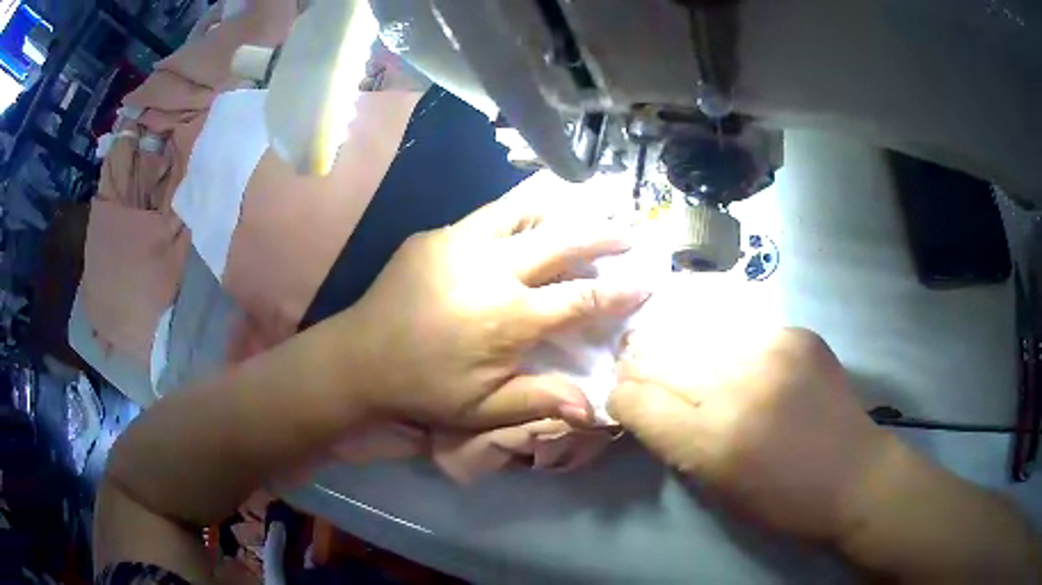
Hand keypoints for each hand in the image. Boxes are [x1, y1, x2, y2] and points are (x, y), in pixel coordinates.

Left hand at [340, 193, 650, 429]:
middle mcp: (493, 269)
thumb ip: (539, 401)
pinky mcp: (437, 234)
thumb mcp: (482, 408)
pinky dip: (517, 210)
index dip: (620, 289)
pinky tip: (528, 211)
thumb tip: (593, 407)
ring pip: (524, 211)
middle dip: (603, 233)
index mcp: (510, 316)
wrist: (359, 357)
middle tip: (631, 227)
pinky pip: (487, 215)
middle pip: (562, 241)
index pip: (582, 297)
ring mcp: (461, 243)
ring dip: (561, 206)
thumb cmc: (423, 387)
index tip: (649, 279)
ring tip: (587, 198)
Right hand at [609, 328, 905, 544]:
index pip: (635, 398)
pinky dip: (729, 350)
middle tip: (647, 376)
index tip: (626, 401)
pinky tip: (744, 366)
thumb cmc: (782, 501)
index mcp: (712, 440)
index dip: (622, 398)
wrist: (854, 475)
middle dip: (642, 369)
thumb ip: (675, 442)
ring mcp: (771, 349)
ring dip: (685, 355)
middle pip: (658, 356)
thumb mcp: (715, 489)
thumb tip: (646, 404)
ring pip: (696, 337)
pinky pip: (740, 333)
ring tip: (694, 368)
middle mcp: (737, 385)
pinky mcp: (795, 333)